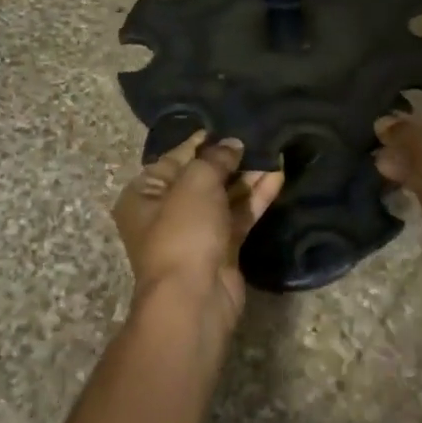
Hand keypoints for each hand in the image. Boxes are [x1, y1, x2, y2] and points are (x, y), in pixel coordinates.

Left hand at [113, 132, 283, 343]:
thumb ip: (215, 158)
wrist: (194, 297)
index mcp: (143, 195)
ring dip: (247, 177)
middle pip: (200, 178)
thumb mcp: (195, 183)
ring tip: (273, 153)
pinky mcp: (222, 248)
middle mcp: (166, 213)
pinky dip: (256, 198)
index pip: (172, 159)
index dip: (198, 143)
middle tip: (256, 138)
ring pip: (224, 197)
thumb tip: (232, 145)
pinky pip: (239, 216)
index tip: (224, 126)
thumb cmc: (183, 232)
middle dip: (228, 160)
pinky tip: (278, 177)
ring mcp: (195, 232)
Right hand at [375, 111, 421, 301]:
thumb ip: (407, 134)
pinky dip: (404, 190)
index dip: (416, 120)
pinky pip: (421, 197)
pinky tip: (384, 188)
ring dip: (402, 168)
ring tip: (374, 164)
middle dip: (405, 145)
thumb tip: (382, 122)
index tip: (386, 120)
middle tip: (373, 143)